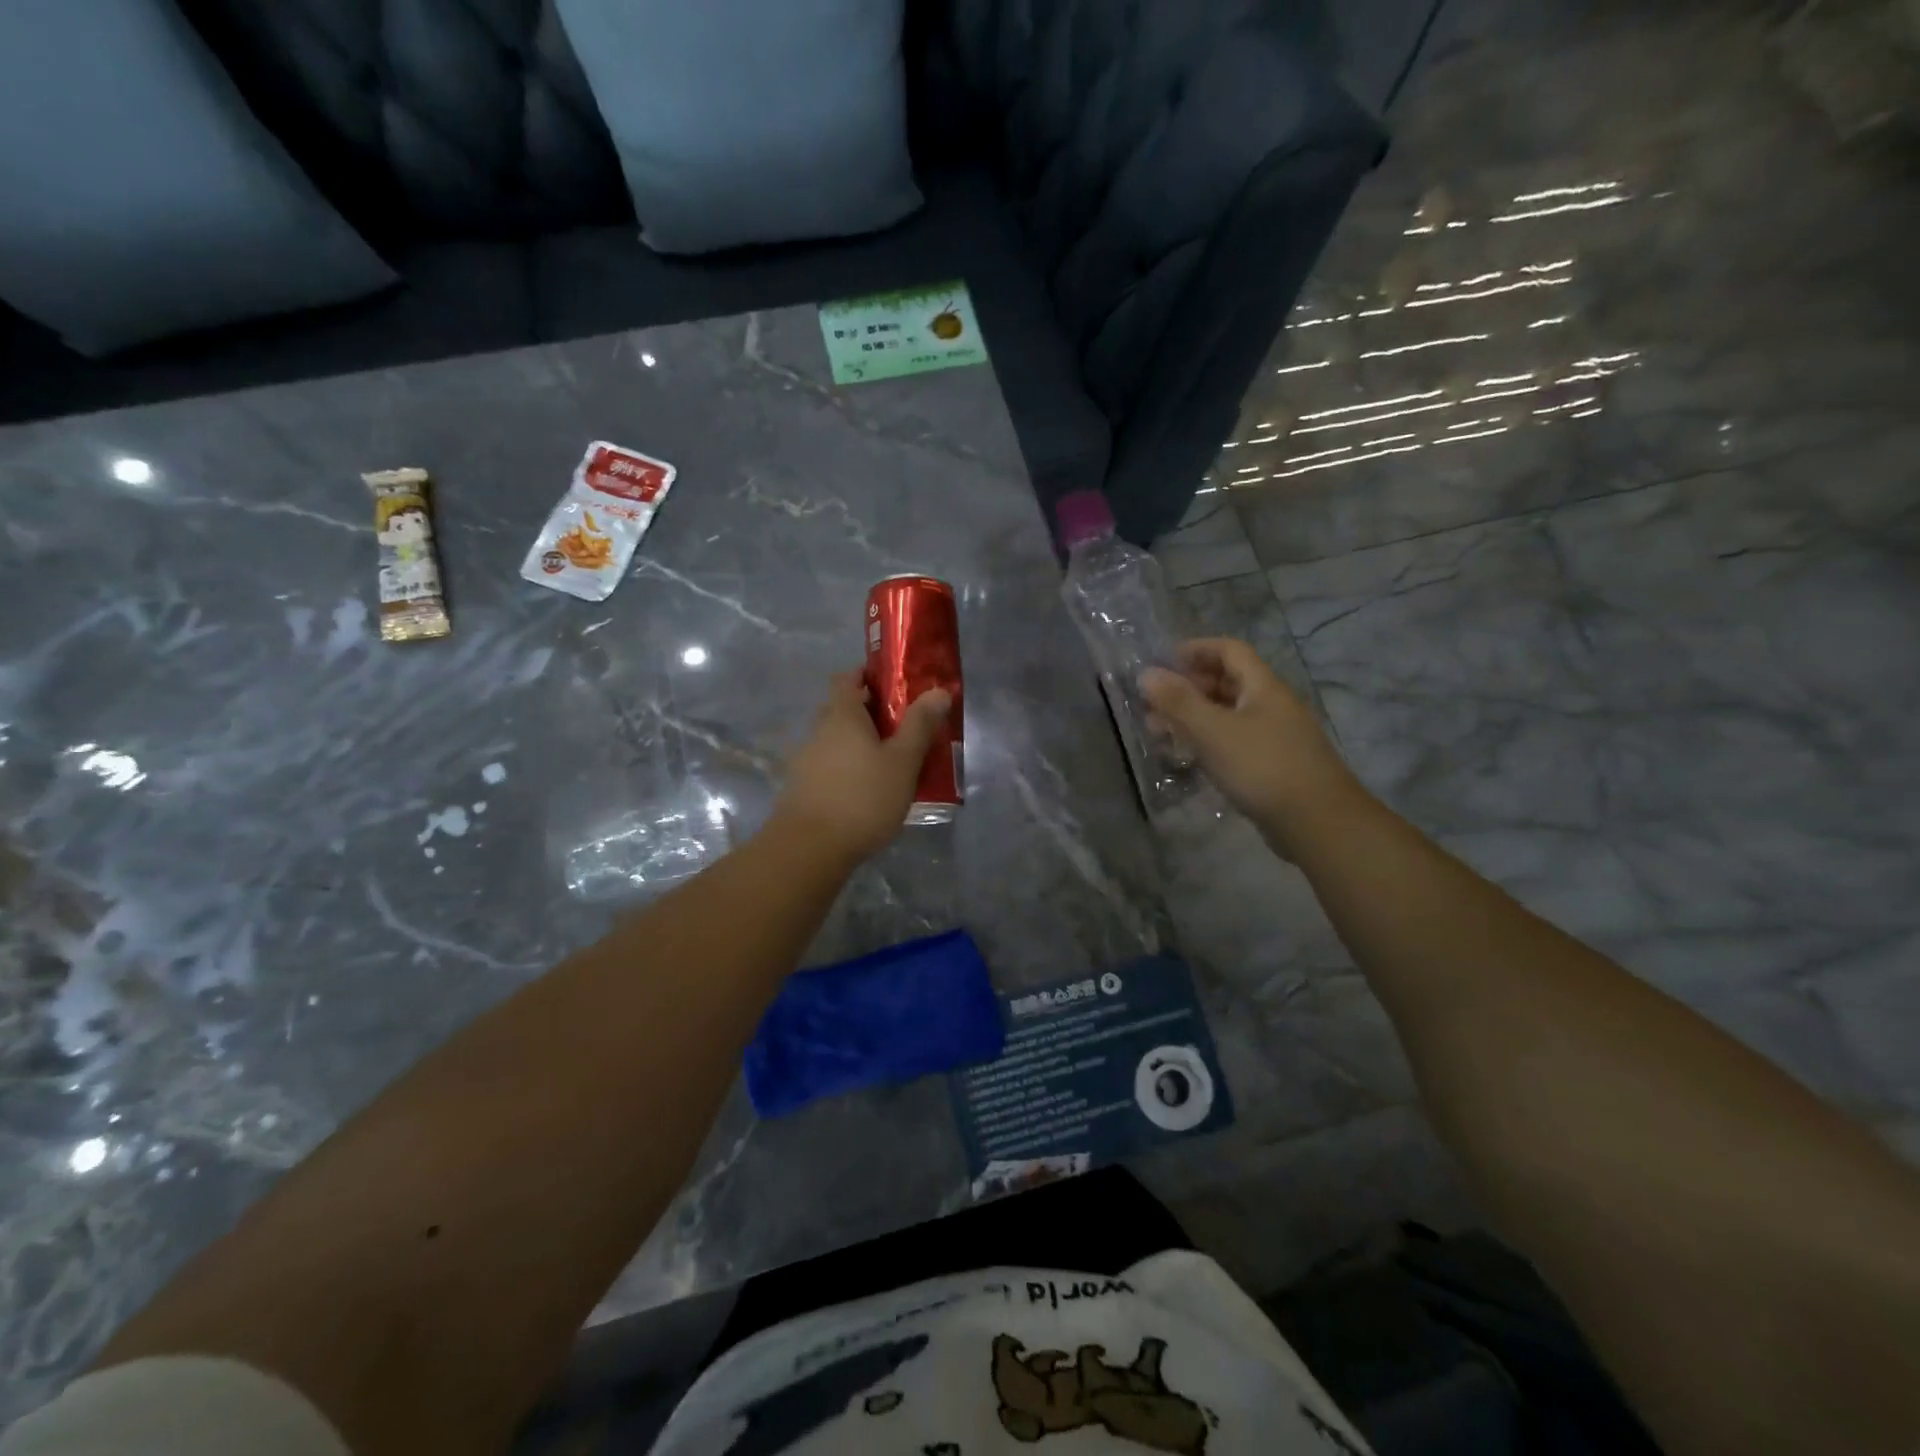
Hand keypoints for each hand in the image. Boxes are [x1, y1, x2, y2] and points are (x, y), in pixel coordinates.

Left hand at [772, 671, 952, 864]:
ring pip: (835, 739)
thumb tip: (939, 691)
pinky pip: (828, 765)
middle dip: (867, 711)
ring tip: (888, 760)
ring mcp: (806, 760)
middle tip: (900, 724)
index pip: (847, 678)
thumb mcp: (902, 761)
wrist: (810, 849)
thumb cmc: (862, 798)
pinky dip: (847, 767)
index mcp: (842, 715)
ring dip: (858, 742)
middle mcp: (819, 730)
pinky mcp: (802, 788)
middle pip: (841, 708)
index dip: (867, 674)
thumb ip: (920, 725)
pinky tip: (867, 789)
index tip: (892, 683)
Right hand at [1141, 638, 1362, 849]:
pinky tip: (1189, 757)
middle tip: (1153, 704)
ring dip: (1193, 717)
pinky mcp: (1273, 764)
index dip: (1196, 649)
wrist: (1318, 823)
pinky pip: (1234, 740)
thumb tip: (1146, 673)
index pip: (1229, 650)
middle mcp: (1272, 705)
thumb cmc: (1263, 767)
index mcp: (1263, 687)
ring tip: (1159, 733)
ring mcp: (1275, 736)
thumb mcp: (1213, 731)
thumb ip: (1178, 702)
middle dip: (1188, 687)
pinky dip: (1208, 741)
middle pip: (1227, 682)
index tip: (1162, 662)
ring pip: (1228, 714)